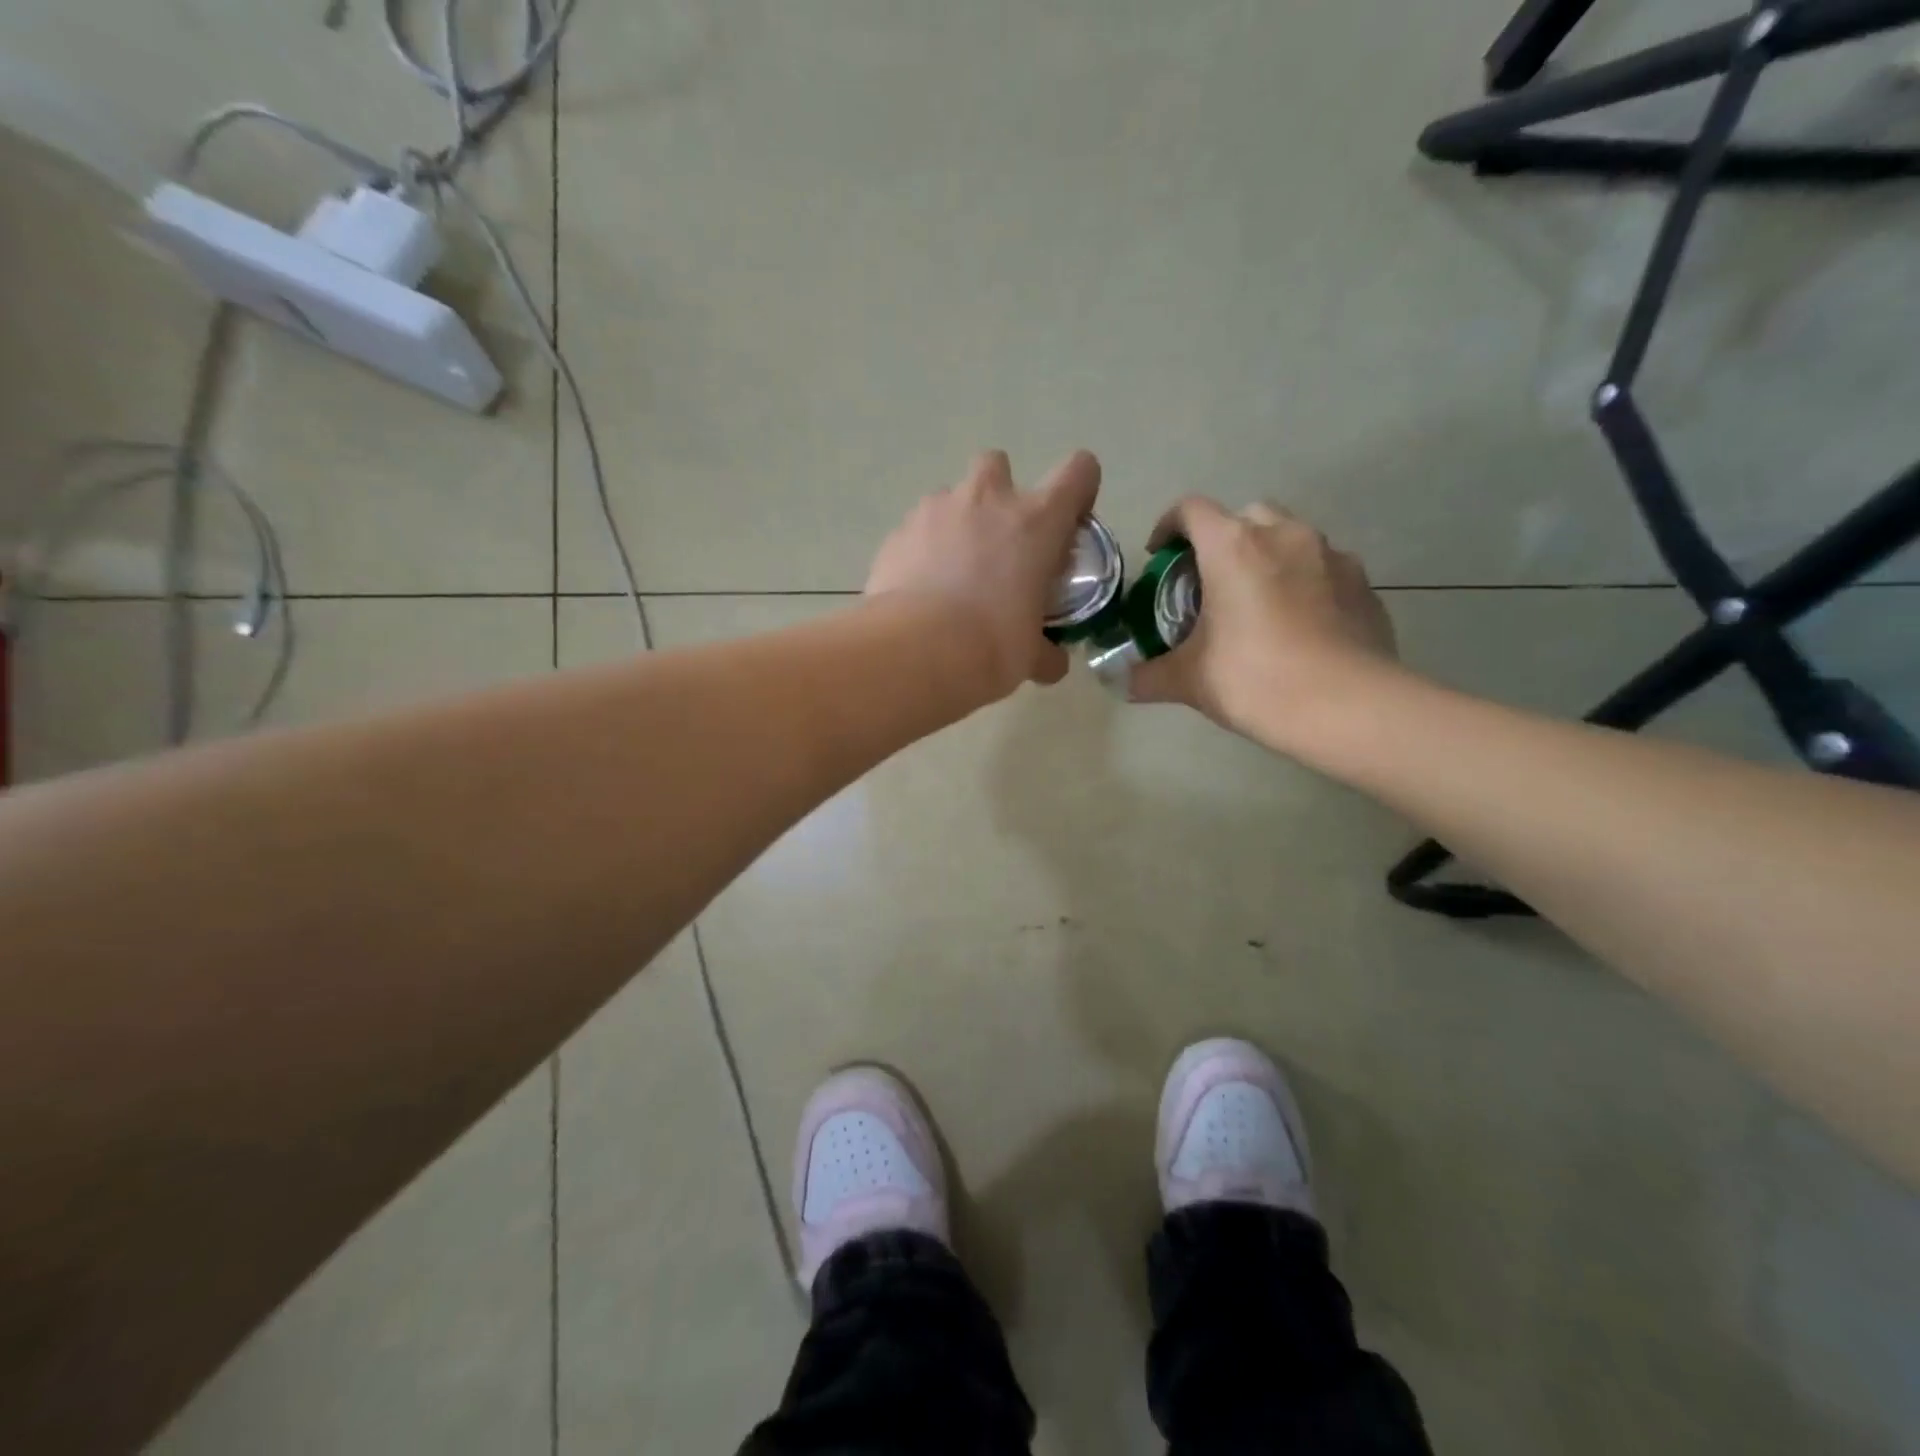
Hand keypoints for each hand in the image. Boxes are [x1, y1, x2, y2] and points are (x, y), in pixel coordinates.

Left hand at [866, 450, 1100, 701]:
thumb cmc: (991, 646)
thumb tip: (1053, 664)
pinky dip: (922, 549)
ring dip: (957, 523)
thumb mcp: (1030, 656)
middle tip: (998, 542)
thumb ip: (1047, 653)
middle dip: (999, 493)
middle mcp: (987, 500)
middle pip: (997, 464)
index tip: (1068, 526)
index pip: (1078, 472)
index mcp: (1036, 522)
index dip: (1078, 492)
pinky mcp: (898, 532)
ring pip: (951, 496)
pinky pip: (916, 529)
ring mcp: (936, 510)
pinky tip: (919, 589)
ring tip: (952, 571)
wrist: (916, 650)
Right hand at [1129, 499, 1398, 751]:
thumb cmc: (1255, 680)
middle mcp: (1284, 534)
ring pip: (1289, 536)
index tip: (1160, 556)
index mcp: (1233, 547)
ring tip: (1257, 601)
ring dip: (1267, 556)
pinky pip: (1323, 567)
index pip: (1190, 510)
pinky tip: (1300, 623)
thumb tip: (1122, 682)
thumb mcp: (1189, 681)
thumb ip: (1148, 676)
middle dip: (1222, 539)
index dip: (1168, 526)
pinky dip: (1304, 581)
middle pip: (1244, 515)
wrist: (1347, 707)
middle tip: (1210, 581)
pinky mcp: (1363, 582)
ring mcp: (1331, 554)